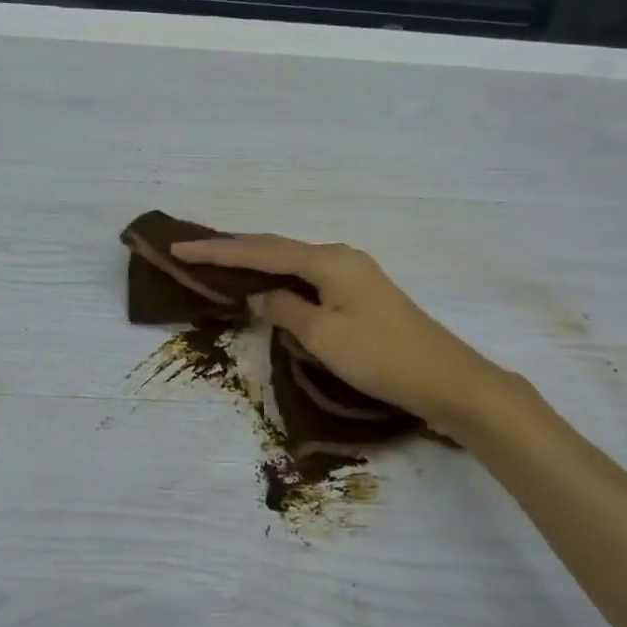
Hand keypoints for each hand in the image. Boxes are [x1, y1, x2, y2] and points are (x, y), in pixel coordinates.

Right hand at [171, 236, 502, 429]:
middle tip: (193, 254)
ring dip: (257, 263)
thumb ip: (285, 309)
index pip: (263, 250)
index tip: (181, 249)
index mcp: (328, 260)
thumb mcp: (323, 336)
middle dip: (234, 251)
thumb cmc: (380, 357)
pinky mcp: (360, 292)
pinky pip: (309, 276)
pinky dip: (281, 278)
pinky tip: (267, 285)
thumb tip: (259, 293)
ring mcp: (353, 273)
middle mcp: (340, 256)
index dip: (219, 252)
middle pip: (277, 248)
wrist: (445, 379)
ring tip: (219, 266)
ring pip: (293, 262)